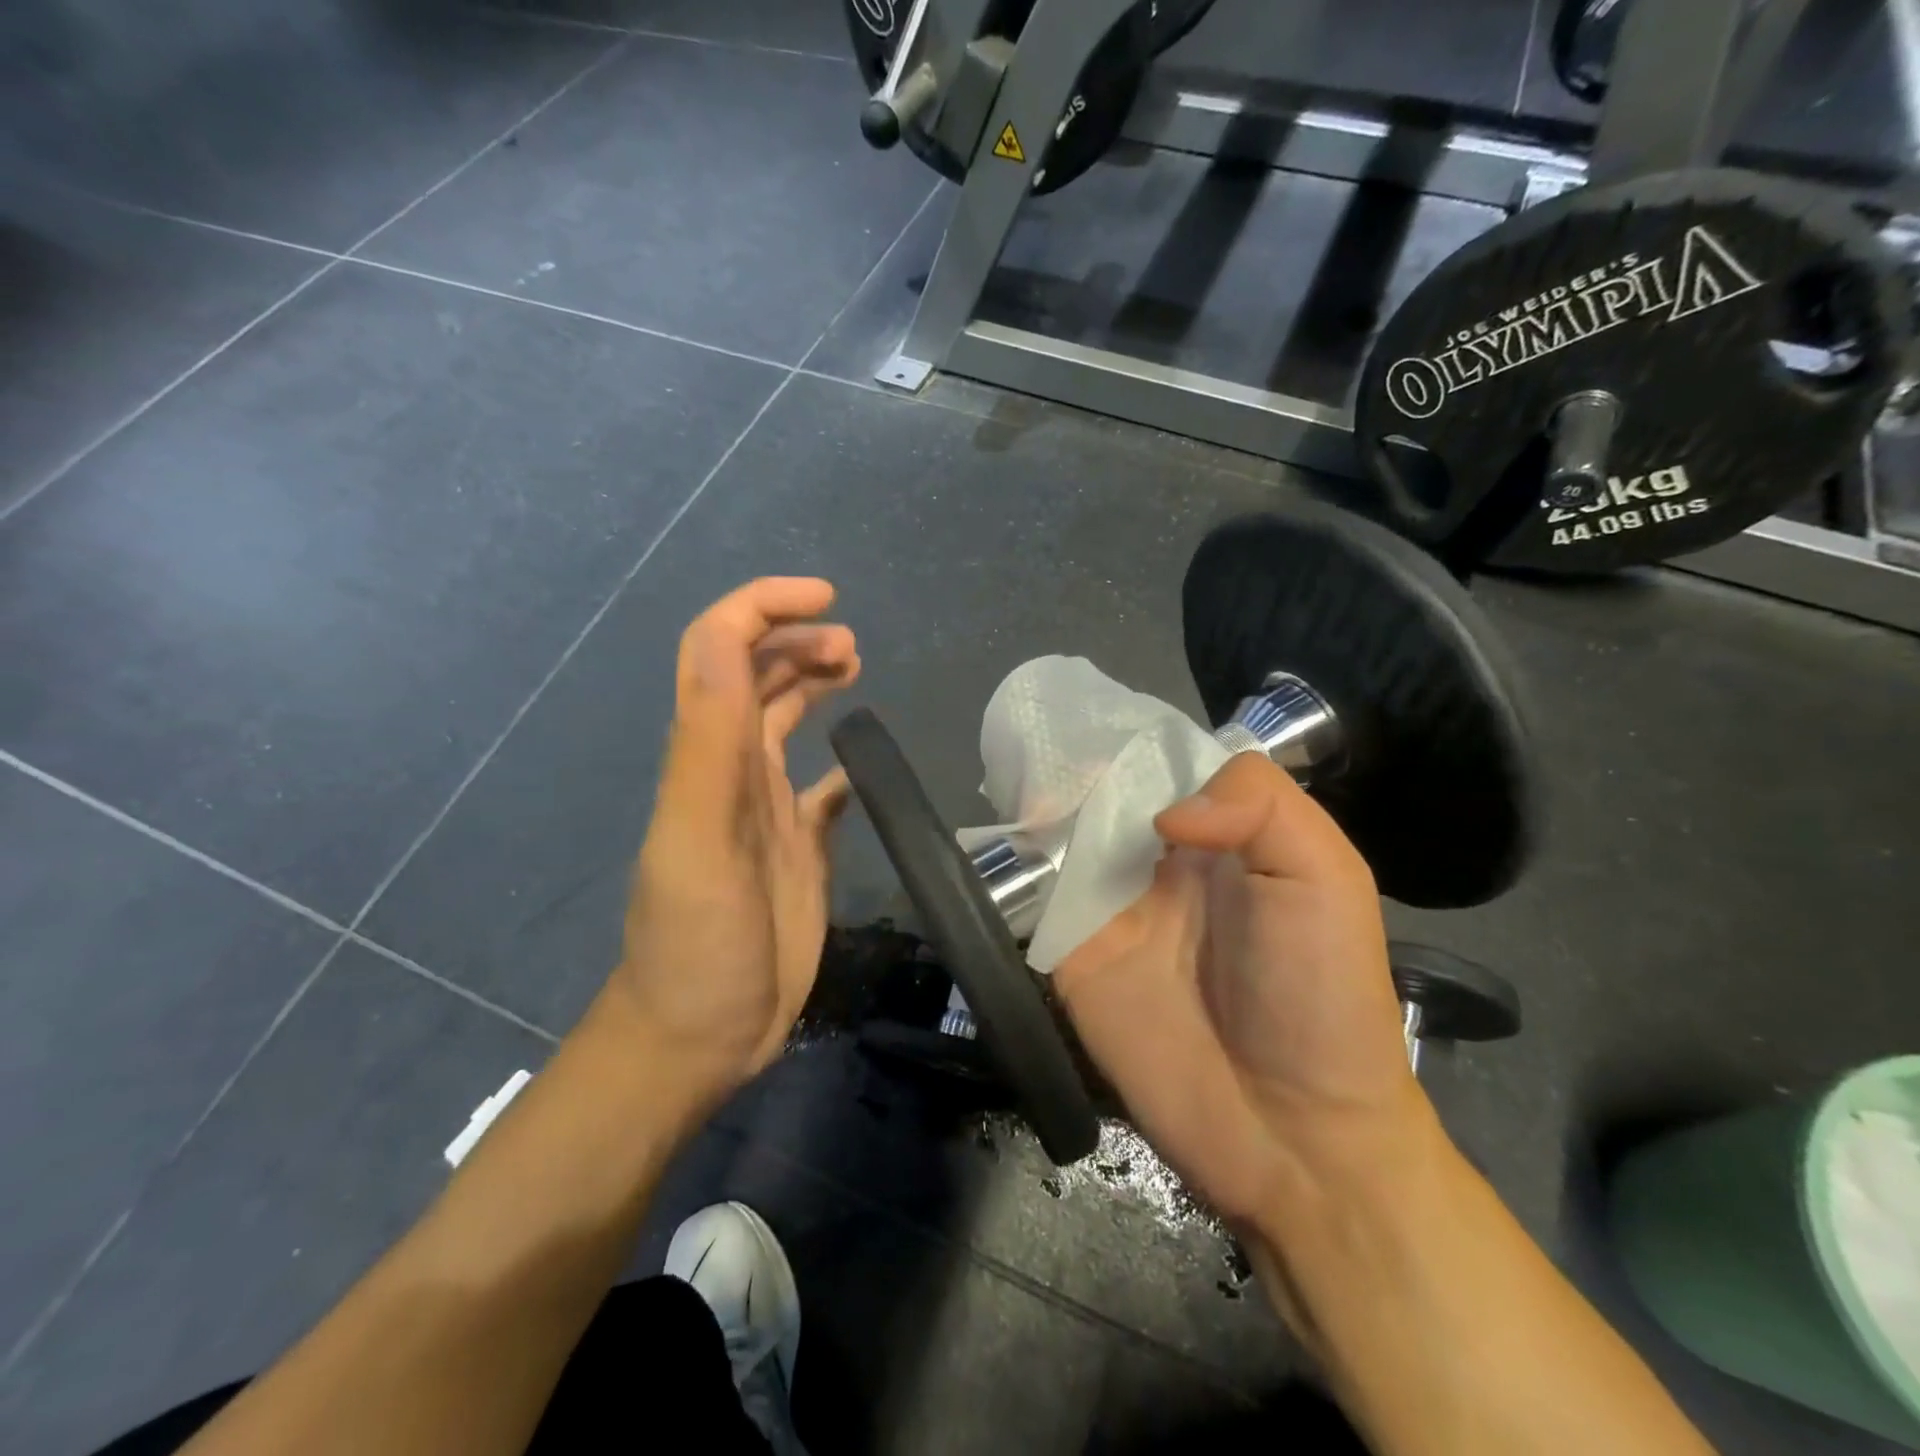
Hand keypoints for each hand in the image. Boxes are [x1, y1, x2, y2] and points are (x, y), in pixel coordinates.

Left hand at [609, 578, 859, 1106]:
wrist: (699, 1035)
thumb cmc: (698, 942)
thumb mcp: (697, 838)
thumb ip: (708, 740)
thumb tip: (723, 637)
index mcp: (708, 755)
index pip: (720, 649)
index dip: (764, 608)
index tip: (826, 599)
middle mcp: (733, 769)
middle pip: (757, 676)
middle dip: (798, 640)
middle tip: (852, 647)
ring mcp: (765, 808)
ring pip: (784, 720)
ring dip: (813, 682)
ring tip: (855, 671)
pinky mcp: (797, 846)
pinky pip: (820, 789)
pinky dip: (840, 763)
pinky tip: (860, 763)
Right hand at [1052, 752, 1425, 1226]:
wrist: (1290, 1135)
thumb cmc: (1320, 994)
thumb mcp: (1325, 878)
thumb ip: (1259, 807)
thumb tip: (1161, 811)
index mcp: (1219, 836)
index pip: (1162, 767)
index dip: (1129, 742)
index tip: (1089, 716)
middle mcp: (1157, 861)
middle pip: (1102, 795)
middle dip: (1070, 766)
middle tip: (1033, 733)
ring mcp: (1109, 908)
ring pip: (1060, 838)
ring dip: (1035, 806)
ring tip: (1006, 768)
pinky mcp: (1070, 954)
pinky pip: (1033, 898)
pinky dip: (1011, 866)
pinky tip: (998, 835)